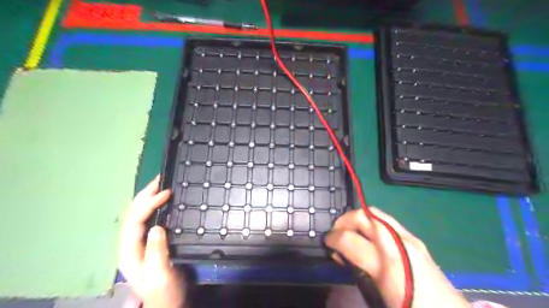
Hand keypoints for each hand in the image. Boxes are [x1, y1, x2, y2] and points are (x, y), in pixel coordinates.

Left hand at [118, 176, 186, 307]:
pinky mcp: (148, 242)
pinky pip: (147, 219)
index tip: (166, 192)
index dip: (148, 204)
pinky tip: (161, 200)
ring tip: (160, 184)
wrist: (168, 304)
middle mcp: (130, 244)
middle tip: (160, 179)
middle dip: (144, 195)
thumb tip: (157, 227)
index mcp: (130, 252)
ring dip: (147, 197)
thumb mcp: (161, 275)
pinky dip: (153, 205)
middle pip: (132, 214)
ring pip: (138, 214)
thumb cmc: (165, 292)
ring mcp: (138, 243)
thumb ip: (157, 252)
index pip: (134, 221)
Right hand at [323, 207, 469, 307]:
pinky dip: (370, 224)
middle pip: (364, 216)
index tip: (326, 243)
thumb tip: (342, 257)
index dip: (333, 239)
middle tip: (335, 234)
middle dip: (344, 221)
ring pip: (375, 214)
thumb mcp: (379, 301)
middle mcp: (399, 244)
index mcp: (389, 264)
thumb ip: (357, 274)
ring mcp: (410, 239)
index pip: (351, 240)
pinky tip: (368, 238)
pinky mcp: (416, 241)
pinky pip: (386, 222)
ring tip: (349, 233)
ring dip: (357, 220)